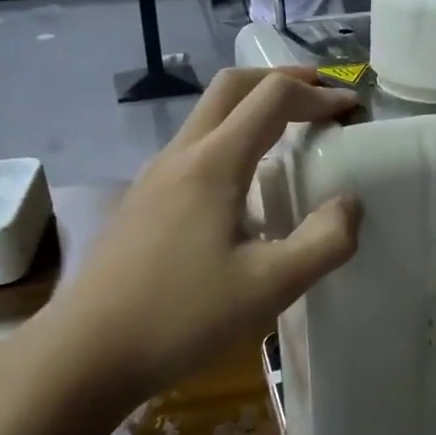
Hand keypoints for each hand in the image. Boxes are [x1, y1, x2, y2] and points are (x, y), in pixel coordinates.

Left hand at [39, 69, 360, 402]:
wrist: (84, 355)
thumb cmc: (181, 317)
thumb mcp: (270, 286)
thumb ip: (325, 241)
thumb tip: (350, 204)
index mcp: (214, 163)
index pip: (272, 98)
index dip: (317, 95)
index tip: (352, 108)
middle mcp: (181, 155)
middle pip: (231, 87)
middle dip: (280, 79)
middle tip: (320, 95)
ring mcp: (154, 176)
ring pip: (207, 115)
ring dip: (252, 107)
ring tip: (289, 133)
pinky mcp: (142, 201)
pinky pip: (193, 146)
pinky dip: (230, 137)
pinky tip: (245, 183)